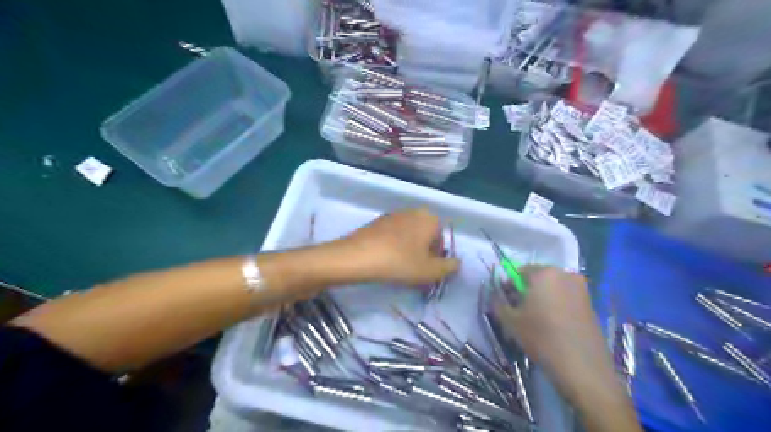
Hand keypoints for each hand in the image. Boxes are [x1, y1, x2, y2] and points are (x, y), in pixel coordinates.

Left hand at [341, 207, 455, 286]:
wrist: (358, 256)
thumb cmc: (400, 262)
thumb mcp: (430, 271)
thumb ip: (449, 267)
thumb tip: (456, 262)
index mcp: (429, 218)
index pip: (441, 240)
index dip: (436, 258)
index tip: (426, 271)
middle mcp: (413, 211)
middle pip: (425, 237)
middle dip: (423, 254)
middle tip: (414, 271)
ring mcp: (393, 215)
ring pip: (409, 237)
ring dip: (408, 251)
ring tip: (399, 268)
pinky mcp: (377, 222)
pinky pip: (393, 236)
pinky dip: (393, 247)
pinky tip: (385, 261)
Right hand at [494, 265, 594, 365]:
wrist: (582, 367)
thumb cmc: (542, 337)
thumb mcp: (510, 321)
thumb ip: (498, 302)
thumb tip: (495, 295)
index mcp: (544, 273)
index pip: (519, 272)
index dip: (509, 286)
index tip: (506, 303)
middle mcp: (565, 274)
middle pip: (537, 278)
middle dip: (526, 291)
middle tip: (519, 312)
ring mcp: (581, 288)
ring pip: (552, 288)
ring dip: (541, 298)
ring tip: (536, 320)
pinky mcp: (590, 303)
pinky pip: (565, 297)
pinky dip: (556, 305)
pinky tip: (553, 325)